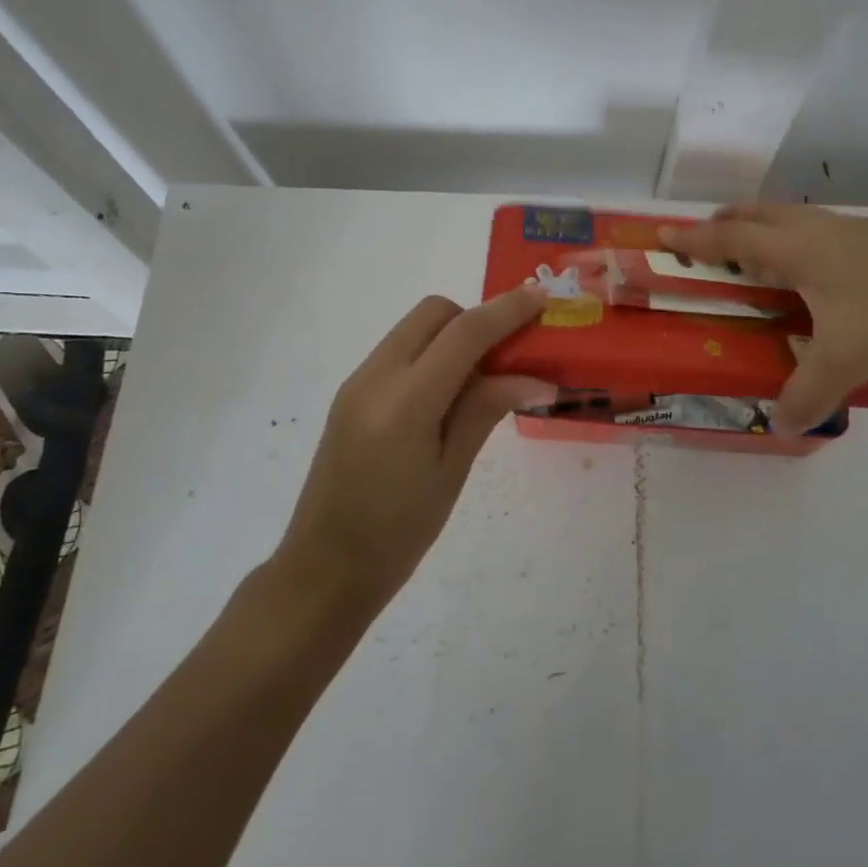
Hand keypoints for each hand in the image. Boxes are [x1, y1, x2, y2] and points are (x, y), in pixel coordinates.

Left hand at [278, 286, 554, 600]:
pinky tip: (448, 396)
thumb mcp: (451, 472)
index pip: (464, 333)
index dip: (507, 310)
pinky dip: (431, 355)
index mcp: (404, 403)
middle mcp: (374, 377)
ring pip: (414, 329)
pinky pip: (399, 352)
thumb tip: (535, 377)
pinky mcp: (351, 394)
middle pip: (433, 313)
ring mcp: (357, 383)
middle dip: (475, 318)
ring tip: (483, 379)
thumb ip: (486, 410)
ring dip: (453, 335)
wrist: (324, 570)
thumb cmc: (398, 534)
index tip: (542, 296)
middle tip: (509, 355)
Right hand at [659, 205, 867, 431]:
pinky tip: (814, 274)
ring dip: (762, 231)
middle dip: (726, 223)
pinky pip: (817, 234)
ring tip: (755, 258)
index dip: (694, 239)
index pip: (730, 238)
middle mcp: (815, 231)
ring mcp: (849, 231)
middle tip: (708, 241)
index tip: (662, 235)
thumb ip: (809, 392)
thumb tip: (781, 424)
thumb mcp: (847, 357)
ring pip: (790, 220)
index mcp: (795, 249)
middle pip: (758, 214)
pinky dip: (795, 243)